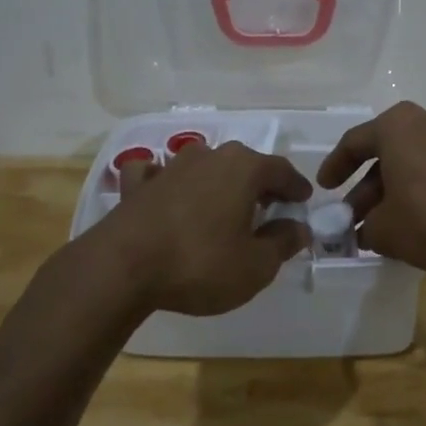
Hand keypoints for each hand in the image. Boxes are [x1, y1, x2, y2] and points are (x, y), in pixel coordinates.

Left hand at [99, 141, 311, 314]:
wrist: (121, 268)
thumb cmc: (200, 264)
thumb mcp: (256, 265)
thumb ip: (283, 243)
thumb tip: (299, 228)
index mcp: (243, 168)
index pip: (281, 170)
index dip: (296, 187)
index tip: (303, 201)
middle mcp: (208, 156)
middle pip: (244, 165)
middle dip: (259, 184)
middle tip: (269, 207)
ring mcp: (169, 167)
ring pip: (204, 165)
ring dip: (217, 181)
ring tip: (224, 205)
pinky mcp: (137, 186)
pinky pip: (158, 175)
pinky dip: (167, 182)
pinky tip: (166, 194)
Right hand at [317, 101, 425, 270]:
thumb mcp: (386, 230)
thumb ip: (366, 229)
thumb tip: (366, 231)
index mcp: (396, 126)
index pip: (354, 142)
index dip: (334, 167)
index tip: (325, 189)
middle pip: (386, 155)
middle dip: (366, 189)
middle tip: (354, 218)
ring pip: (413, 165)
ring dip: (394, 194)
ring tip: (384, 227)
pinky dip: (422, 194)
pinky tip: (418, 224)